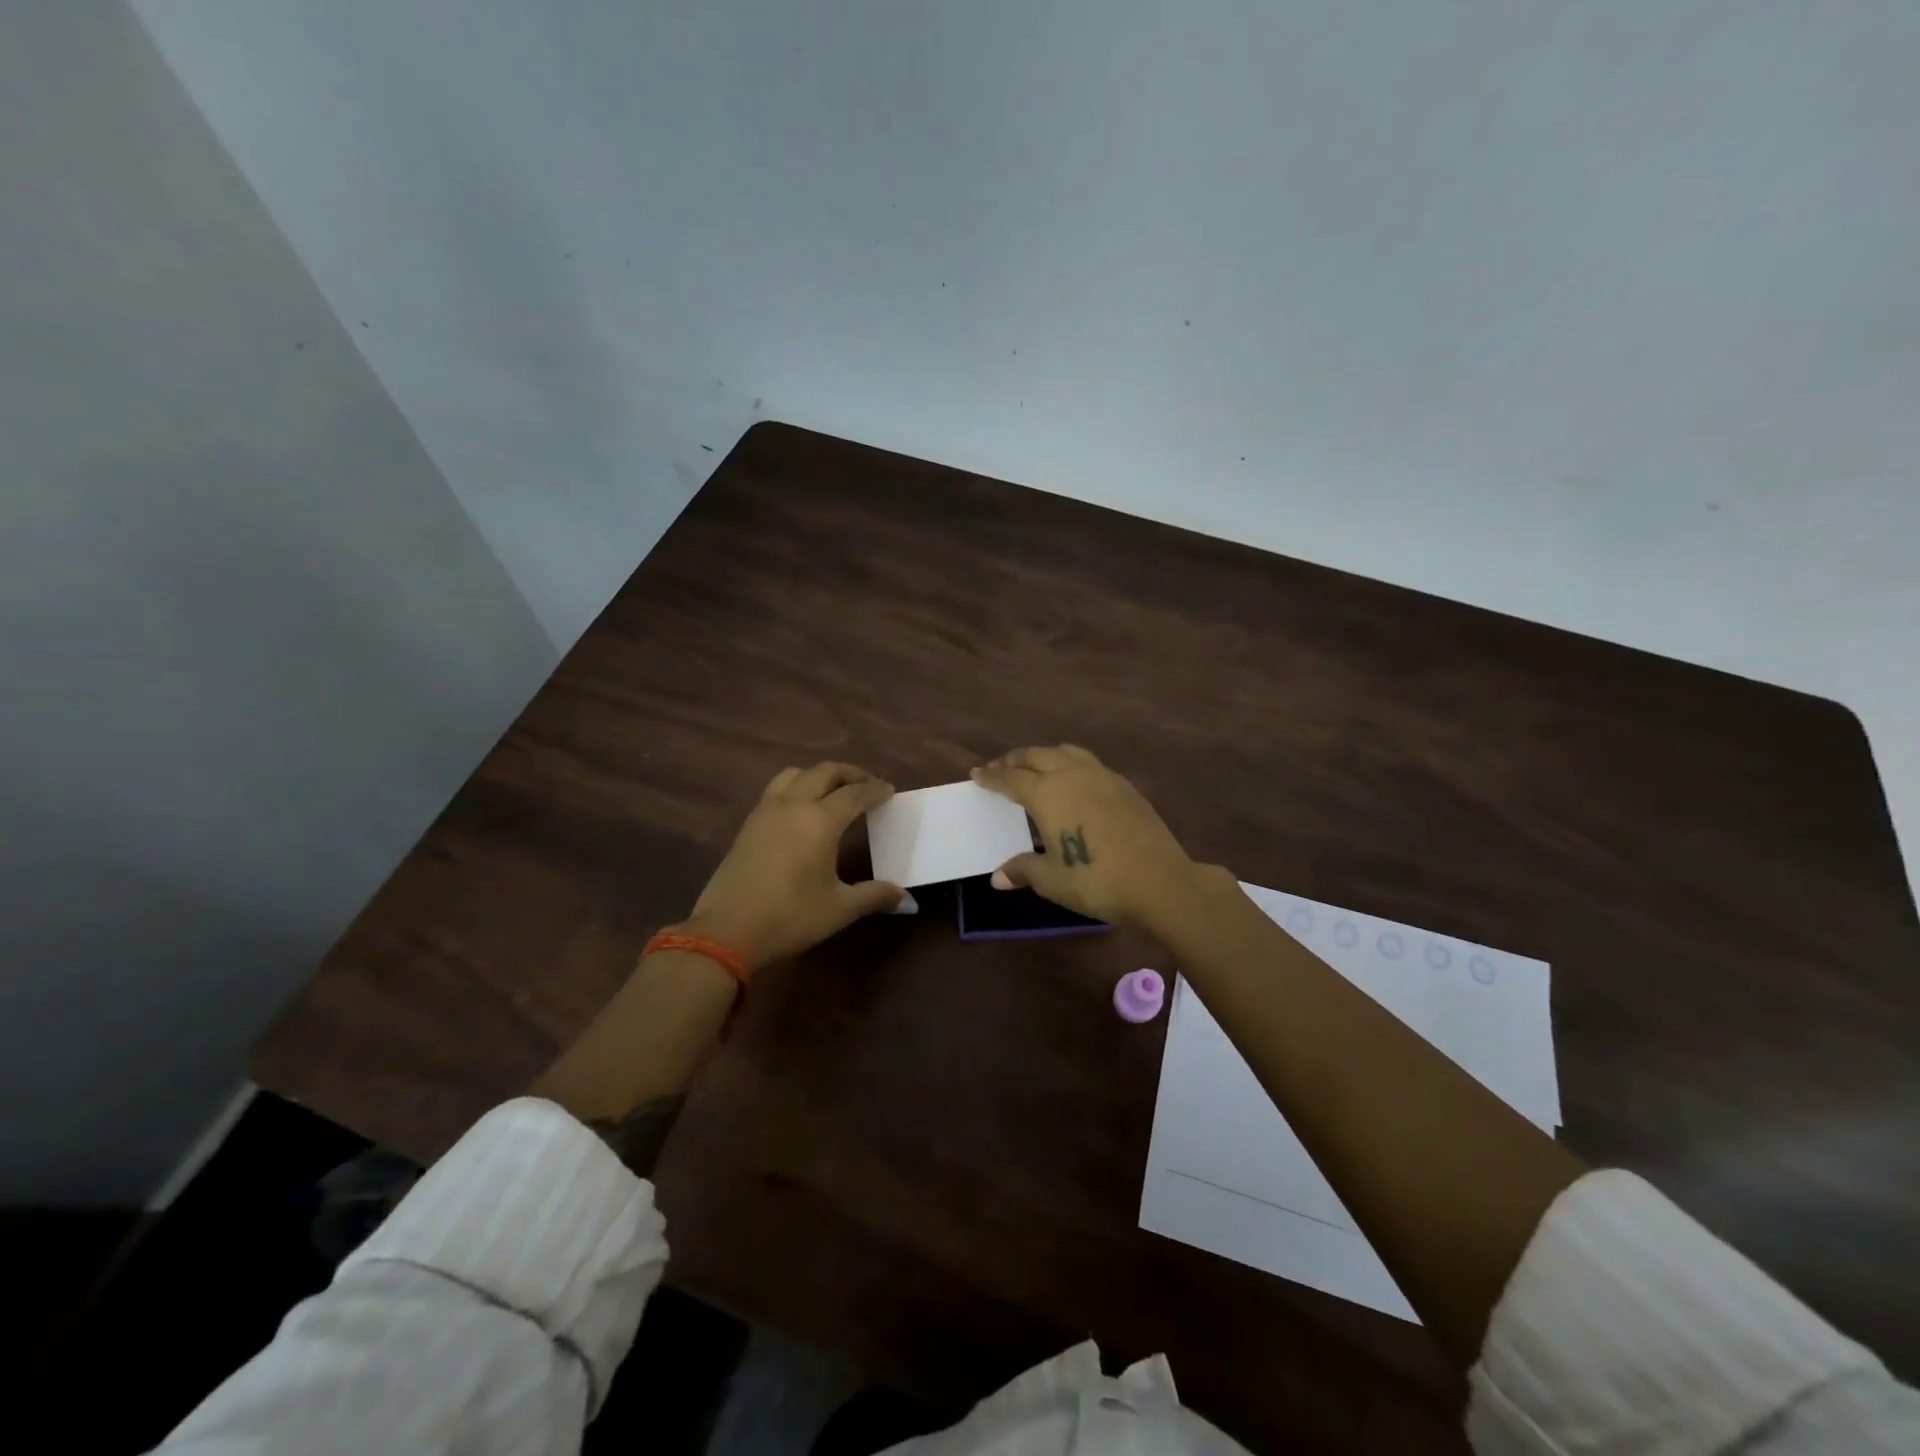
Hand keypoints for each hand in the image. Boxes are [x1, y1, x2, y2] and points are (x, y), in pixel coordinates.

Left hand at [679, 762, 906, 972]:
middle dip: (849, 774)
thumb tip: (907, 900)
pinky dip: (796, 787)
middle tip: (866, 785)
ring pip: (795, 775)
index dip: (874, 790)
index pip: (854, 794)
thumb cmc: (790, 917)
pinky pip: (776, 790)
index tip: (889, 791)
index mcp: (820, 820)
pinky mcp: (747, 825)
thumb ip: (875, 896)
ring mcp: (765, 812)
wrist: (726, 932)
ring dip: (818, 775)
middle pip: (824, 772)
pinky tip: (801, 811)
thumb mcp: (840, 909)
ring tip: (832, 790)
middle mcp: (793, 805)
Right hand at [971, 745, 1202, 929]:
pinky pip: (1088, 763)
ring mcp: (1102, 776)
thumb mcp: (1051, 880)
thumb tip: (997, 876)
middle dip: (1014, 760)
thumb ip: (1023, 870)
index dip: (992, 777)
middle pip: (1036, 756)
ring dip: (1044, 755)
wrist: (1159, 881)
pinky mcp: (1124, 786)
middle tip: (1000, 768)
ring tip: (1035, 766)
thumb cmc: (1096, 880)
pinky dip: (1070, 764)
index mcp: (1047, 794)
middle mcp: (1072, 775)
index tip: (976, 774)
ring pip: (1066, 752)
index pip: (1011, 778)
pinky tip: (1073, 782)